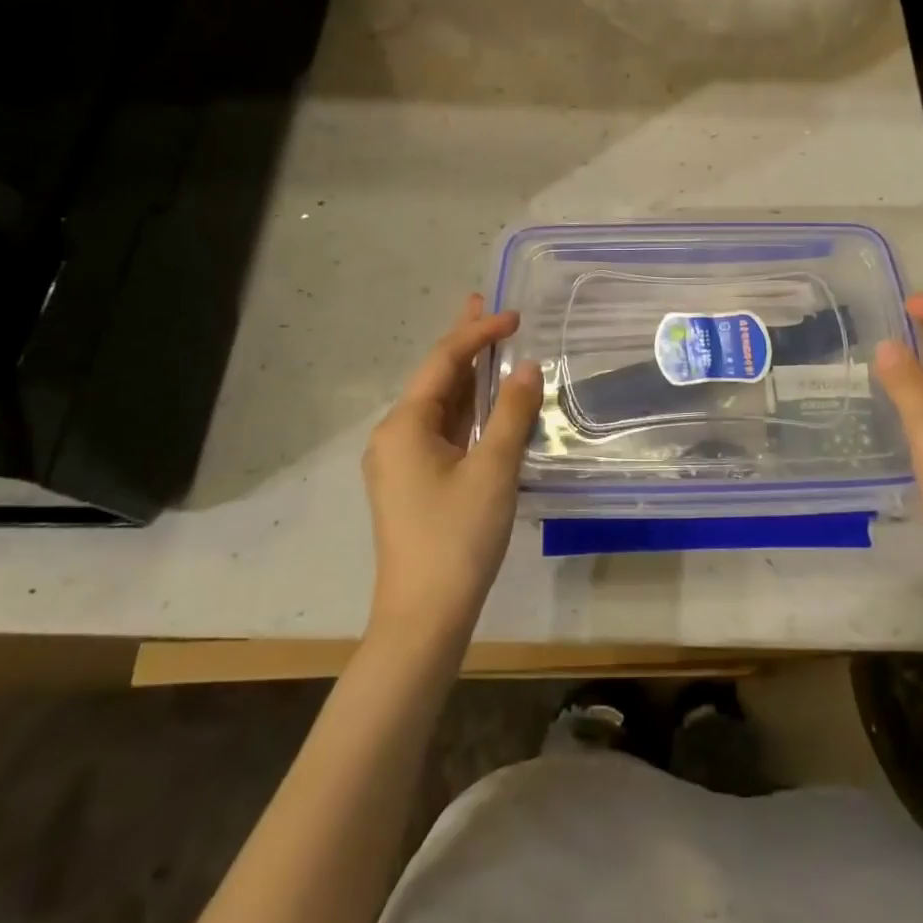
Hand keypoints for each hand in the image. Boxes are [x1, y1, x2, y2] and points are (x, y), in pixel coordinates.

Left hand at [363, 295, 543, 646]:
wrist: (424, 618)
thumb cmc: (457, 537)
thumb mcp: (493, 469)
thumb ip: (511, 412)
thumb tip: (527, 366)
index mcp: (404, 425)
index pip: (444, 361)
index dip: (479, 332)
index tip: (516, 316)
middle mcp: (395, 435)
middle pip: (436, 377)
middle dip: (465, 342)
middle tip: (487, 304)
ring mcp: (402, 461)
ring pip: (440, 405)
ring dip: (467, 375)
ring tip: (490, 342)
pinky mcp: (414, 483)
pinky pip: (443, 431)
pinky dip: (467, 410)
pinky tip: (486, 401)